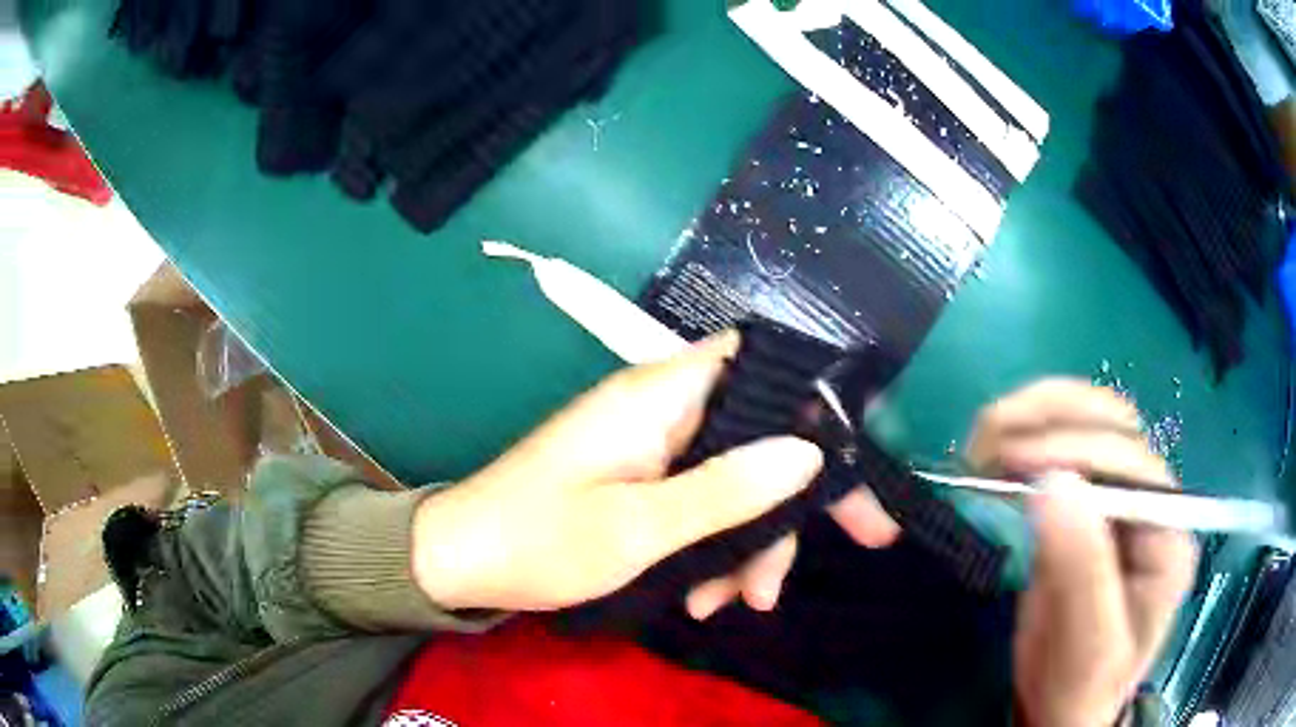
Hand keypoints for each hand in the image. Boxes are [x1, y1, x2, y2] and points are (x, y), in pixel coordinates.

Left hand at [411, 331, 894, 612]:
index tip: (849, 464)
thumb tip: (810, 454)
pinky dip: (710, 549)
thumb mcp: (639, 527)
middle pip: (755, 437)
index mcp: (659, 396)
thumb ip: (725, 490)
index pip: (756, 364)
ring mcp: (651, 448)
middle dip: (782, 509)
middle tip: (800, 569)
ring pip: (731, 481)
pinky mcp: (641, 481)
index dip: (811, 400)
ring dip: (742, 545)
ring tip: (733, 604)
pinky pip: (699, 504)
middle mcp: (662, 410)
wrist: (462, 563)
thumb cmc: (538, 540)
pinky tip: (701, 599)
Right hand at [967, 380, 1196, 726]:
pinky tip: (995, 449)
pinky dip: (1026, 436)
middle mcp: (1150, 501)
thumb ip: (1082, 570)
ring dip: (1036, 414)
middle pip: (1114, 425)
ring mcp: (1116, 498)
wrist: (1062, 706)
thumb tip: (1055, 484)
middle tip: (990, 441)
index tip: (1013, 461)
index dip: (1077, 449)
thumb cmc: (1081, 684)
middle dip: (1052, 419)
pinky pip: (1060, 451)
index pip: (1133, 463)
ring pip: (1088, 422)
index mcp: (1168, 532)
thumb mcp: (1087, 644)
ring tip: (985, 438)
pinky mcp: (1083, 506)